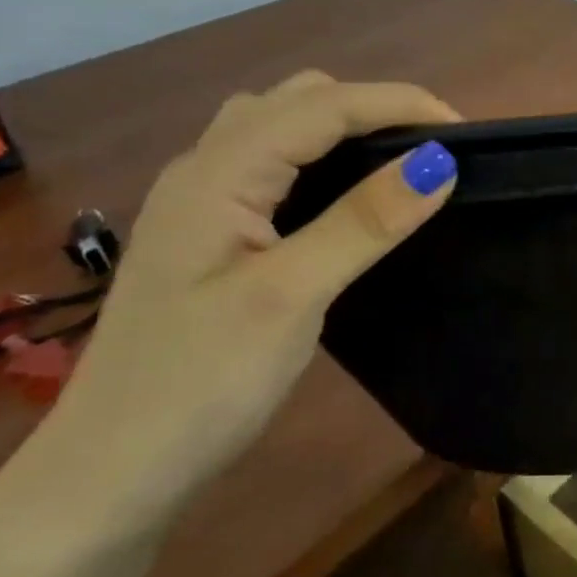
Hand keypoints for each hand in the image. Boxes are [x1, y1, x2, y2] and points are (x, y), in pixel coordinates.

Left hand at [45, 73, 460, 518]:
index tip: (467, 133)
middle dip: (373, 108)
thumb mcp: (292, 297)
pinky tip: (344, 195)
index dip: (399, 103)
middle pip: (297, 100)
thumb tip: (440, 161)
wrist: (109, 475)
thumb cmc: (200, 384)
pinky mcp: (207, 234)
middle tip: (433, 152)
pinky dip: (321, 157)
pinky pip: (271, 163)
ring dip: (344, 127)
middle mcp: (202, 170)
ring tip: (398, 163)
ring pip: (280, 127)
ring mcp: (198, 202)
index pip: (323, 105)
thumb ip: (365, 221)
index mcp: (218, 174)